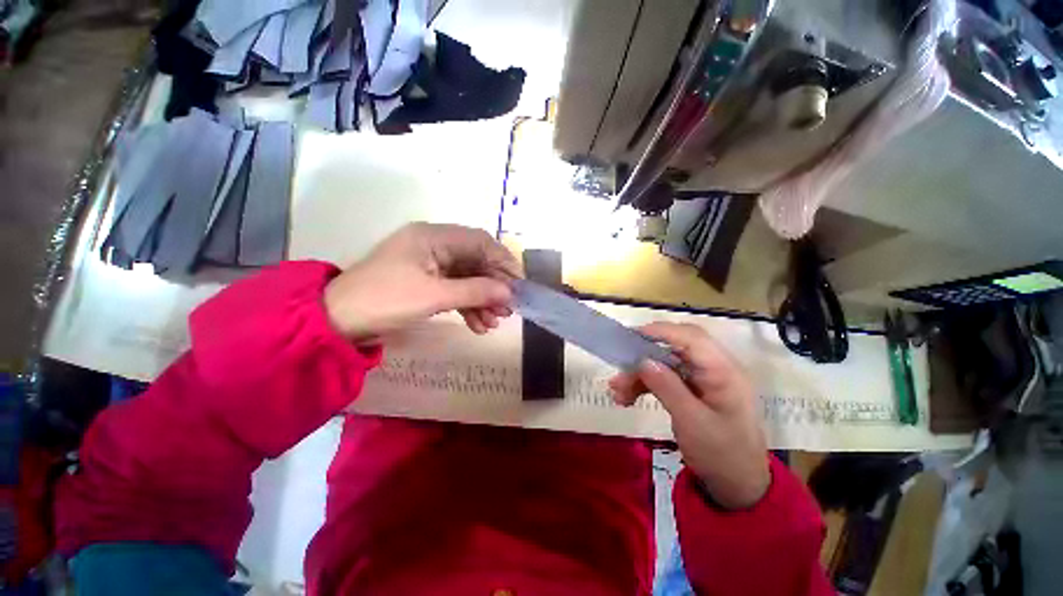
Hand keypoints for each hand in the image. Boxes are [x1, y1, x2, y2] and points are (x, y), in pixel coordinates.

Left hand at [324, 223, 521, 340]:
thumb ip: (474, 291)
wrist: (337, 322)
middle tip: (508, 309)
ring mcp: (430, 265)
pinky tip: (478, 326)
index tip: (518, 283)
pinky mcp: (426, 282)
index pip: (480, 241)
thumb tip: (509, 293)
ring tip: (494, 322)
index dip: (503, 261)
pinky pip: (454, 290)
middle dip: (493, 286)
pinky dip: (467, 306)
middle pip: (475, 261)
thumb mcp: (433, 296)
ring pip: (467, 278)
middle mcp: (434, 245)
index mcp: (433, 237)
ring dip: (482, 299)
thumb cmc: (384, 301)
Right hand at [609, 323, 769, 508]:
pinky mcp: (691, 389)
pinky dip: (644, 384)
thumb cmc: (722, 455)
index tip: (630, 337)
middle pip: (674, 347)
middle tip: (620, 366)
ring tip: (618, 392)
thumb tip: (642, 359)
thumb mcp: (692, 422)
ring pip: (664, 362)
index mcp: (723, 371)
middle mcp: (713, 368)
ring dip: (639, 373)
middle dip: (644, 355)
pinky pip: (664, 377)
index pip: (691, 337)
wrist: (736, 485)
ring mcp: (702, 379)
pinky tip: (627, 397)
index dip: (660, 331)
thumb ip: (667, 387)